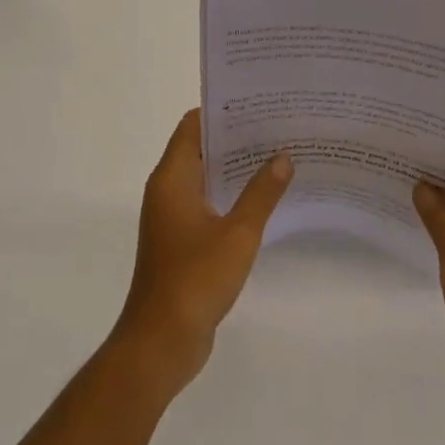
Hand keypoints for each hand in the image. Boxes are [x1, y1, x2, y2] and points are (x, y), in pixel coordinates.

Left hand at [115, 110, 292, 392]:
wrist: (161, 342)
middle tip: (278, 127)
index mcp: (172, 178)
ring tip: (279, 156)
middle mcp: (168, 189)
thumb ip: (261, 193)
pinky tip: (264, 198)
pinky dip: (231, 195)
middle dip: (236, 137)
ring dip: (236, 168)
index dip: (222, 110)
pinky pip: (208, 203)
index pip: (194, 125)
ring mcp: (173, 216)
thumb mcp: (237, 234)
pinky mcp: (182, 240)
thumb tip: (283, 155)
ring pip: (206, 177)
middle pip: (201, 148)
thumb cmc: (195, 279)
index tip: (258, 102)